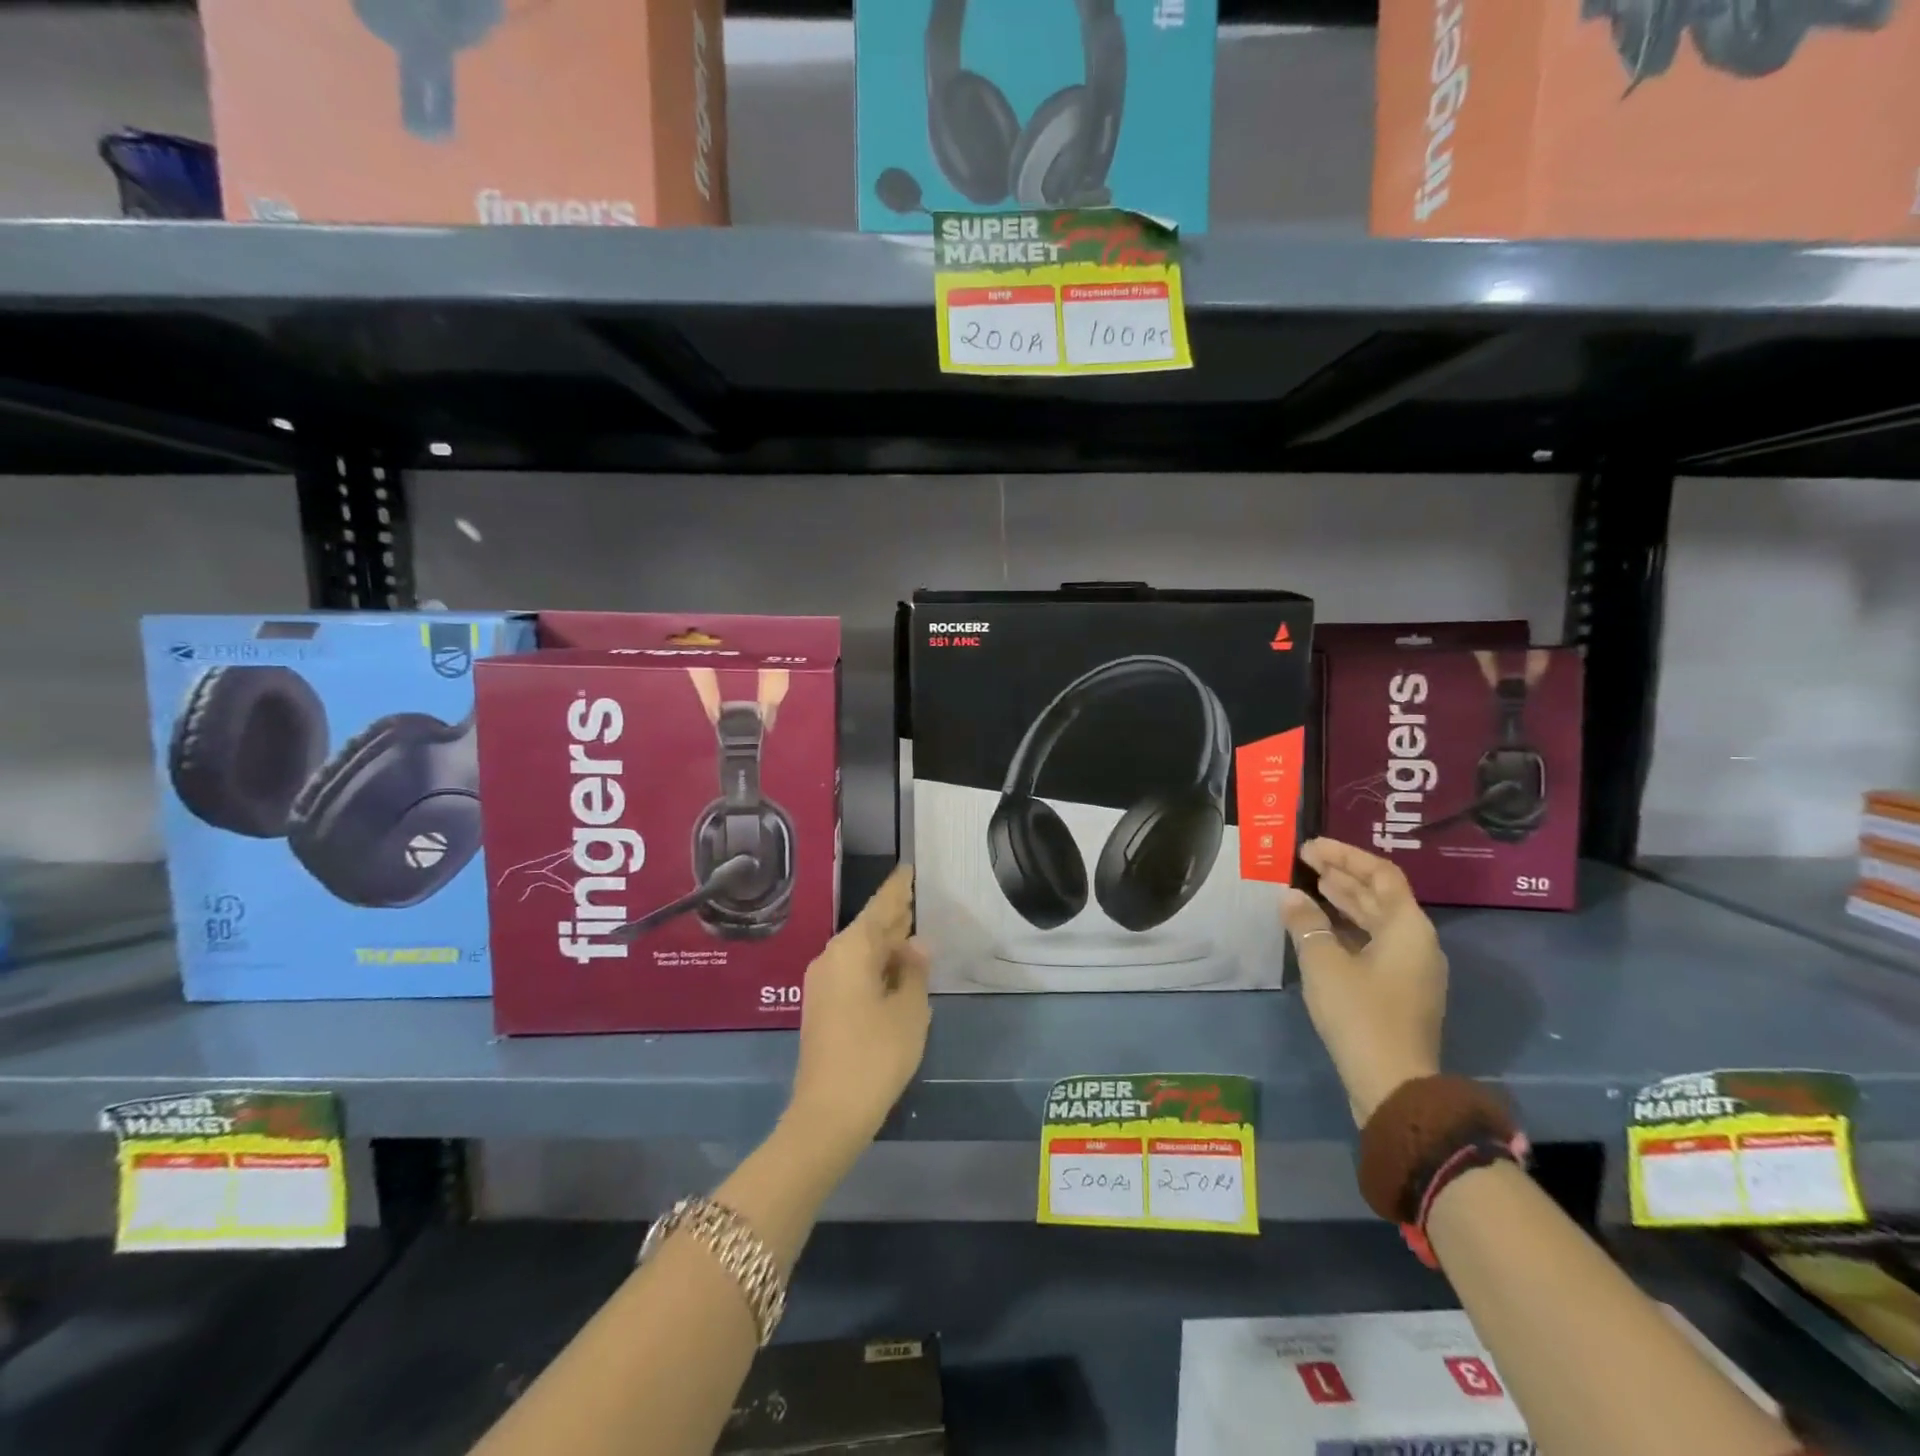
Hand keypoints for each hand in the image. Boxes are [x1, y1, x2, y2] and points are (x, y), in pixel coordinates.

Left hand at [785, 866, 930, 1159]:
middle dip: (892, 915)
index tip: (908, 869)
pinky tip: (893, 968)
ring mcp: (822, 982)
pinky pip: (852, 969)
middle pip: (867, 927)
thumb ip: (915, 972)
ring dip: (884, 941)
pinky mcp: (821, 1005)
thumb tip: (916, 946)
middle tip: (915, 897)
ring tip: (911, 929)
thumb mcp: (908, 1011)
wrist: (828, 1112)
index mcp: (852, 949)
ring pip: (859, 950)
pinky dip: (874, 963)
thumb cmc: (875, 1055)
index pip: (880, 907)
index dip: (898, 889)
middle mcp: (832, 957)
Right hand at [1282, 838, 1446, 1125]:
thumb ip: (1306, 923)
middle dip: (1343, 875)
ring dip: (1345, 901)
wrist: (1392, 1084)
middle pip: (1381, 896)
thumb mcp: (1323, 962)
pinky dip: (1348, 928)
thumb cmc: (1360, 1013)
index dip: (1345, 856)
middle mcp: (1417, 943)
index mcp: (1408, 928)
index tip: (1311, 847)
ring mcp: (1411, 970)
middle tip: (1305, 861)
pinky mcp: (1399, 991)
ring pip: (1377, 921)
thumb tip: (1291, 897)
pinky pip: (1374, 943)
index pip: (1381, 874)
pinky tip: (1321, 928)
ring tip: (1311, 886)